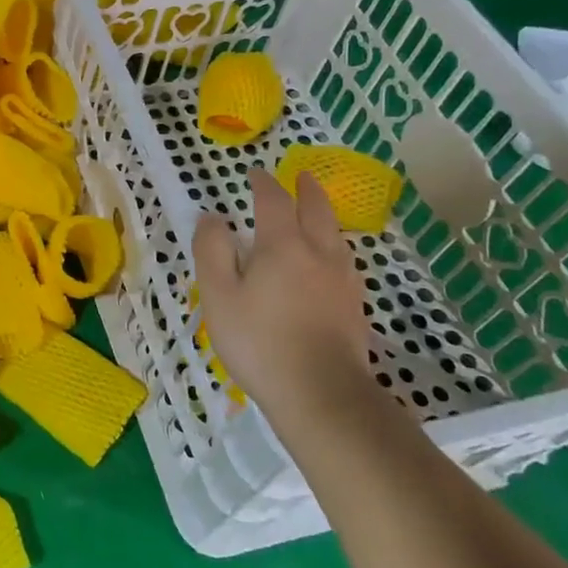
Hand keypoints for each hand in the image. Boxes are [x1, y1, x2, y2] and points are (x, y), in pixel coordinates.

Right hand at [193, 169, 370, 413]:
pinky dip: (334, 245)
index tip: (255, 173)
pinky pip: (345, 260)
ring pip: (336, 234)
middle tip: (301, 176)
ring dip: (324, 215)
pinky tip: (331, 261)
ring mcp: (342, 280)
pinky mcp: (354, 305)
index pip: (273, 201)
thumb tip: (212, 217)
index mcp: (282, 245)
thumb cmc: (260, 341)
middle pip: (317, 210)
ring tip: (317, 212)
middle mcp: (318, 253)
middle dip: (306, 189)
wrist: (321, 393)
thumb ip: (212, 251)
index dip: (263, 184)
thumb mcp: (219, 295)